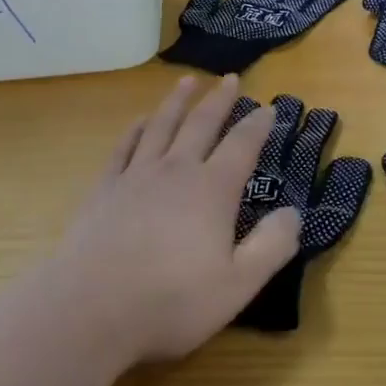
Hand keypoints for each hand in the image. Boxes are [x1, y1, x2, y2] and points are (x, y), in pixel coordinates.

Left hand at [49, 75, 295, 363]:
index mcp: (212, 191)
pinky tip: (140, 120)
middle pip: (201, 124)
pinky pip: (124, 146)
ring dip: (177, 101)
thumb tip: (294, 212)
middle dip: (219, 100)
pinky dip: (136, 128)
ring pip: (161, 125)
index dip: (258, 125)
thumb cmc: (170, 301)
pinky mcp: (105, 187)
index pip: (242, 146)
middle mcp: (176, 171)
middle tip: (230, 78)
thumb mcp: (237, 285)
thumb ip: (271, 247)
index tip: (269, 107)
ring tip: (188, 81)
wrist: (91, 307)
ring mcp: (136, 175)